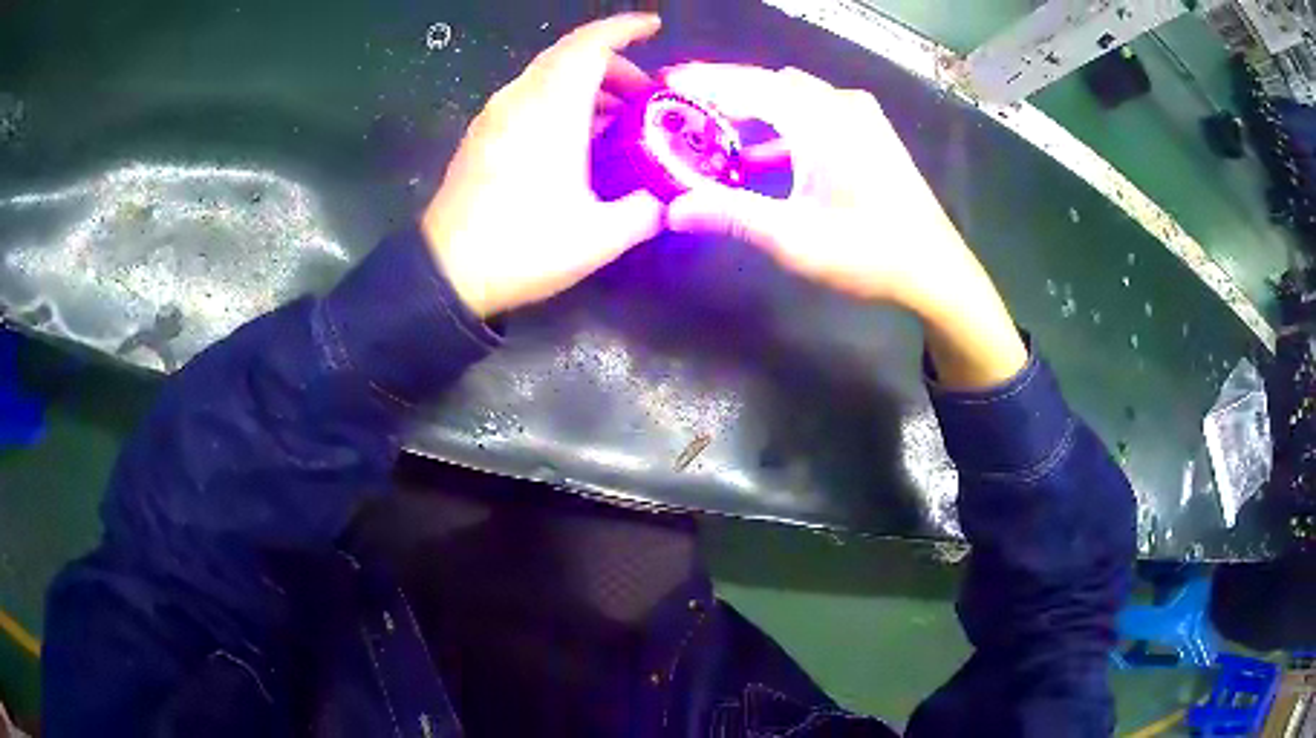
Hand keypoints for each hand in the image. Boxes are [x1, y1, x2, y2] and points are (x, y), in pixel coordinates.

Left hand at [421, 14, 663, 318]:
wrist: (446, 273)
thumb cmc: (523, 247)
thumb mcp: (599, 237)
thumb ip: (645, 211)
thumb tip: (666, 202)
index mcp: (551, 108)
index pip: (590, 45)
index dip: (624, 29)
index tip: (653, 27)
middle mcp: (520, 99)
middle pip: (570, 56)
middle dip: (614, 65)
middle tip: (645, 95)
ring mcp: (495, 116)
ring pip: (547, 76)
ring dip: (587, 85)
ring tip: (618, 118)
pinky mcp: (481, 135)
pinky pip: (528, 98)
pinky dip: (560, 101)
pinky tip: (577, 138)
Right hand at [663, 64, 1026, 387]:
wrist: (936, 270)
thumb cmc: (868, 252)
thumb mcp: (793, 237)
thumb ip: (731, 215)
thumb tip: (671, 210)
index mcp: (821, 120)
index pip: (750, 83)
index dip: (704, 80)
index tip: (666, 82)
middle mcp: (841, 105)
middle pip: (770, 83)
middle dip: (726, 90)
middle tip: (684, 106)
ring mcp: (861, 117)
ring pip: (794, 97)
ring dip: (755, 108)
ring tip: (716, 128)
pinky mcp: (871, 134)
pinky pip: (816, 113)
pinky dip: (784, 125)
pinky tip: (763, 156)